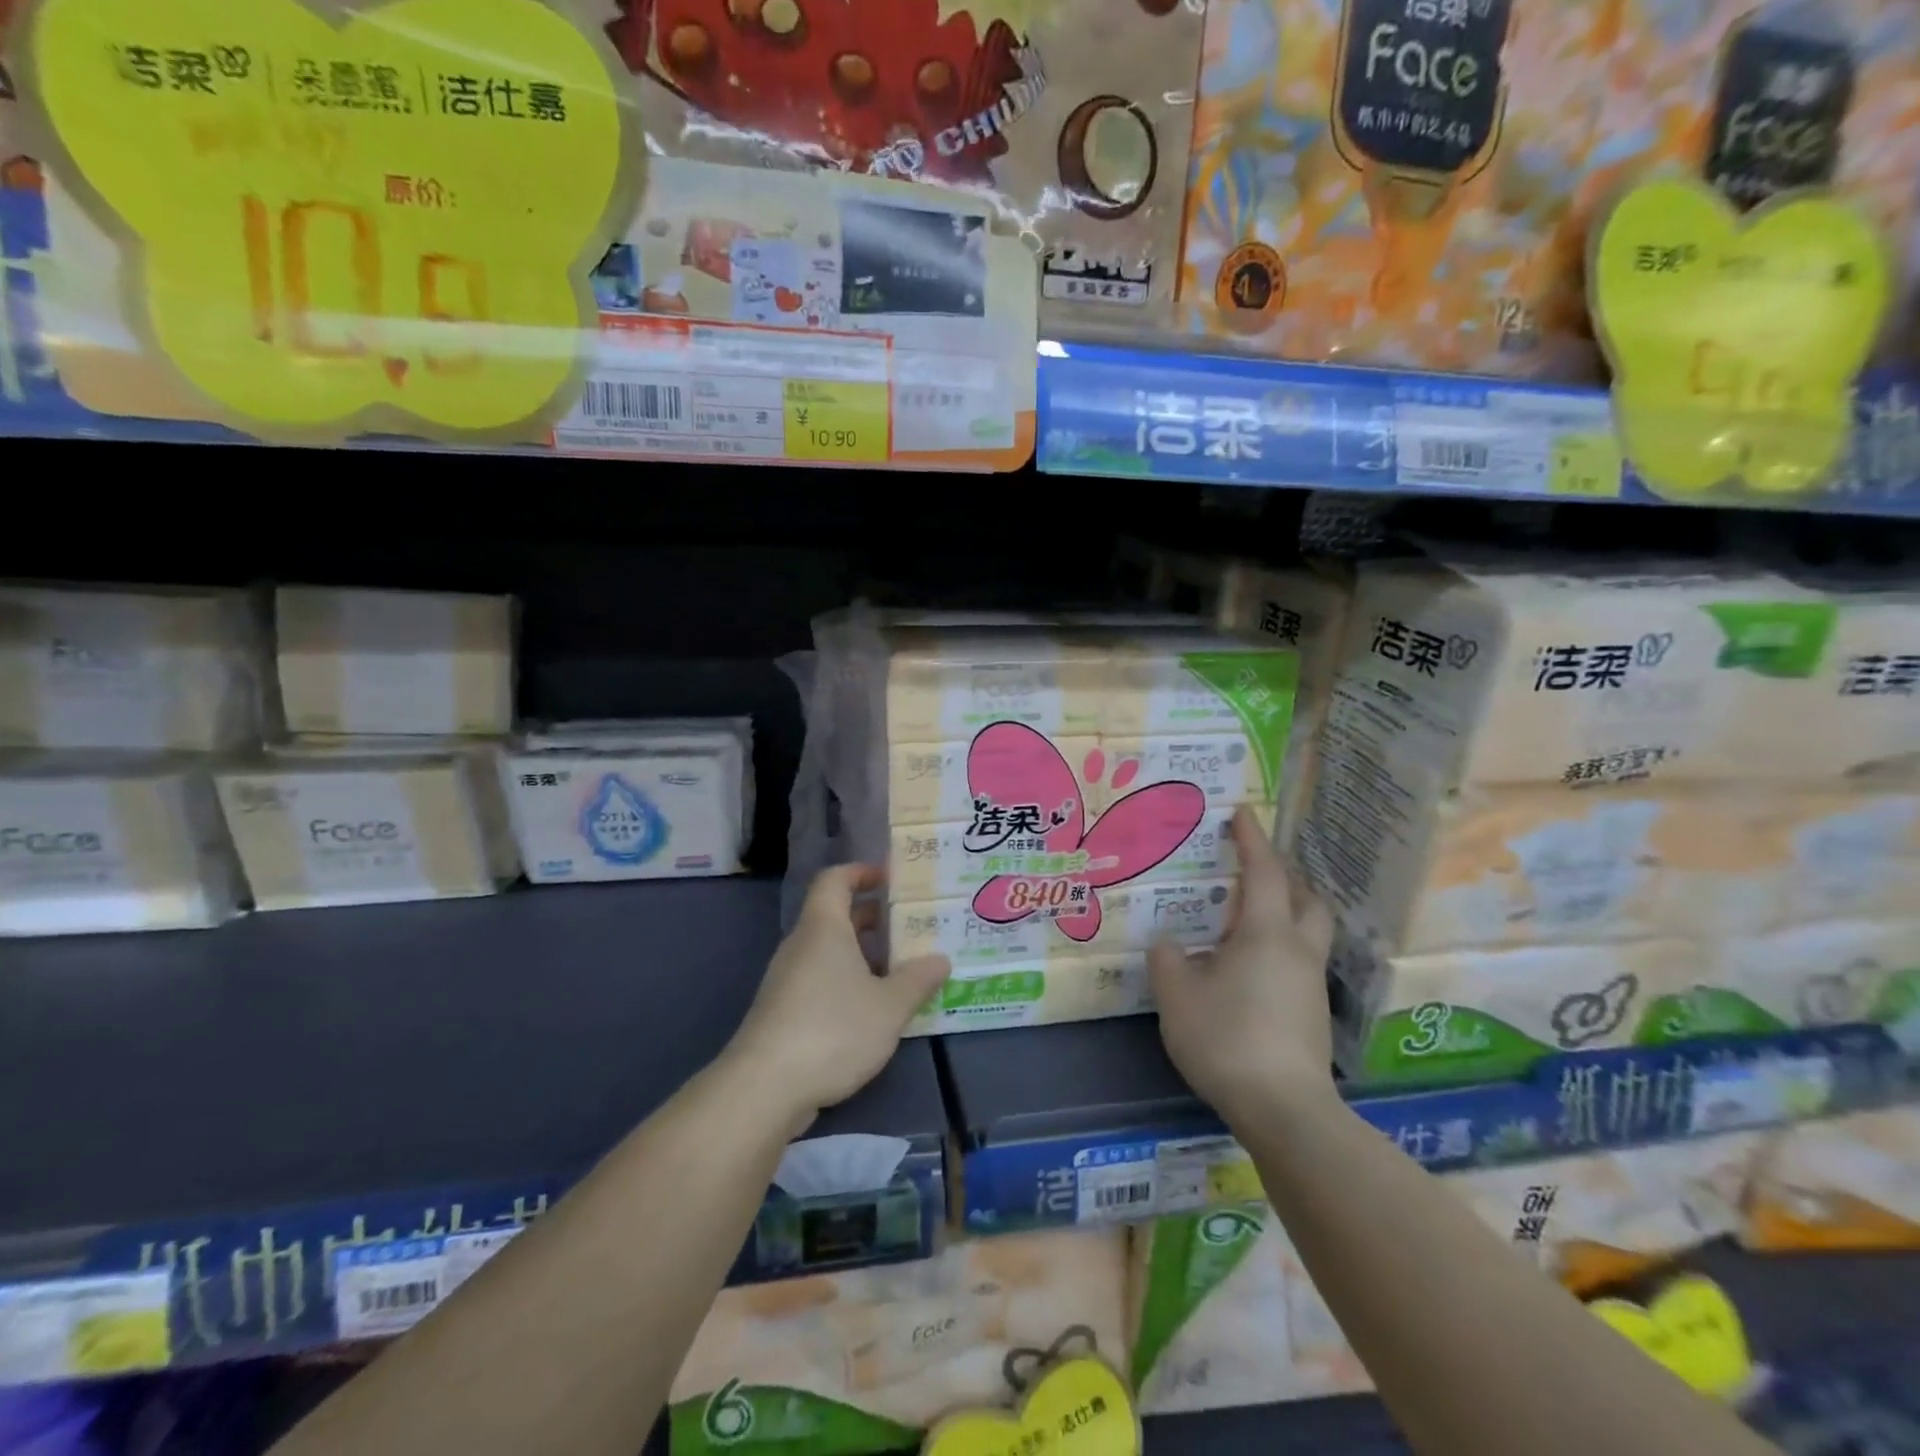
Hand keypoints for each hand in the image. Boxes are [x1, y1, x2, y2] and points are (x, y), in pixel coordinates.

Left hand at [727, 865, 950, 1127]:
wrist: (764, 1087)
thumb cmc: (832, 1029)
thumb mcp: (889, 1006)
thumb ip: (918, 980)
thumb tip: (941, 959)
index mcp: (823, 927)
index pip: (835, 879)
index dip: (862, 872)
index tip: (892, 880)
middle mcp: (801, 944)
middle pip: (834, 915)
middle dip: (872, 917)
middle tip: (909, 927)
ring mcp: (787, 979)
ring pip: (828, 951)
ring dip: (862, 953)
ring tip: (900, 969)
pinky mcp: (782, 1011)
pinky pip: (819, 979)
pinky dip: (846, 981)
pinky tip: (872, 1009)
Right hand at [1149, 808, 1337, 1127]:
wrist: (1284, 1110)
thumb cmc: (1226, 1037)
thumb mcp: (1177, 996)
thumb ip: (1168, 961)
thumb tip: (1170, 946)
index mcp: (1266, 933)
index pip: (1265, 872)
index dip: (1252, 839)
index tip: (1244, 812)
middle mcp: (1298, 951)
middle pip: (1308, 899)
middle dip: (1286, 878)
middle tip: (1254, 872)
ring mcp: (1310, 985)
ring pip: (1308, 933)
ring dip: (1286, 914)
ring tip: (1245, 921)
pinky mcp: (1312, 1016)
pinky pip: (1299, 963)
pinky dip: (1279, 950)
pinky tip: (1248, 970)